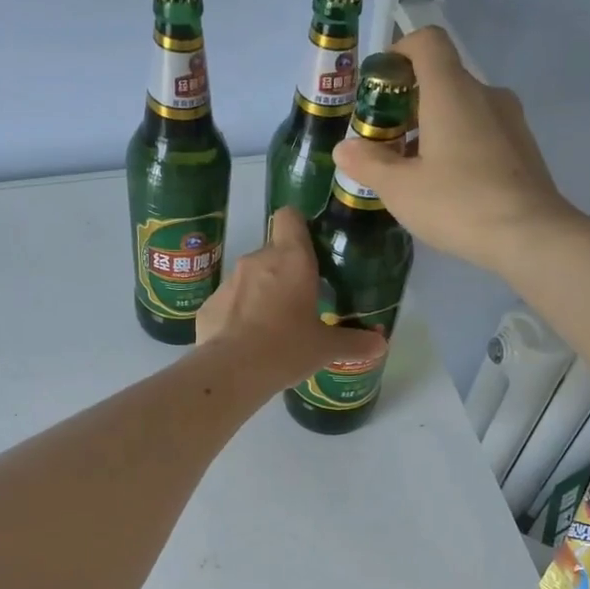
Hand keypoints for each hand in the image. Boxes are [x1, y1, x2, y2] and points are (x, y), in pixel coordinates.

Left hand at [196, 207, 386, 387]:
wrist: (232, 372)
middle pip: (273, 253)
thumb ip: (354, 342)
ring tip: (271, 327)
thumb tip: (381, 345)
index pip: (290, 216)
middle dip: (284, 272)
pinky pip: (228, 303)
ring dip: (260, 294)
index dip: (299, 226)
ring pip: (249, 278)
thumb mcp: (326, 348)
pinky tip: (245, 343)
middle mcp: (257, 260)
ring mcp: (229, 281)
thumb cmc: (287, 348)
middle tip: (299, 303)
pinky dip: (236, 316)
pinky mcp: (208, 305)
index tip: (309, 248)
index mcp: (291, 259)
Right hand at [334, 26, 579, 274]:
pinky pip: (480, 131)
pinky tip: (445, 186)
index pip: (427, 42)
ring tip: (411, 172)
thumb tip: (344, 148)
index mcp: (451, 91)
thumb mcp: (399, 188)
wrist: (529, 235)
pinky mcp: (521, 147)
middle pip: (441, 79)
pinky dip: (456, 145)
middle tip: (384, 143)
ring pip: (461, 109)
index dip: (399, 52)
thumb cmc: (457, 203)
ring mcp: (509, 120)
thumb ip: (368, 163)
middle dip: (407, 104)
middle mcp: (484, 94)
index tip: (379, 85)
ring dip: (431, 128)